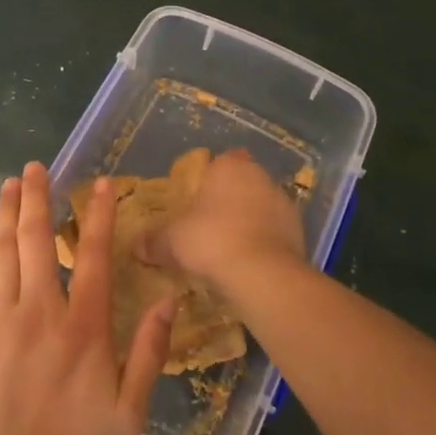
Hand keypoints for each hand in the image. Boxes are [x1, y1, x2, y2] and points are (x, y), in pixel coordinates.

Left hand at [0, 162, 173, 434]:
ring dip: (6, 212)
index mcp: (83, 326)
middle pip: (35, 238)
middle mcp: (39, 310)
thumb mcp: (130, 412)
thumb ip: (149, 352)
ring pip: (2, 250)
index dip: (96, 214)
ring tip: (10, 183)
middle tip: (37, 166)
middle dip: (37, 196)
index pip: (91, 254)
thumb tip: (170, 299)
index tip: (98, 183)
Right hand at [158, 148, 304, 284]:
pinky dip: (266, 240)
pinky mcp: (299, 228)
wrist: (263, 273)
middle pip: (243, 182)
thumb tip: (136, 245)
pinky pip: (276, 230)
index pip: (221, 161)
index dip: (211, 178)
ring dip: (250, 219)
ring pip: (262, 205)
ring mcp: (283, 201)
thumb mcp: (172, 242)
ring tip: (231, 247)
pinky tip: (252, 261)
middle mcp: (259, 175)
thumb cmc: (211, 240)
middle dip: (230, 199)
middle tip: (211, 225)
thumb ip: (154, 241)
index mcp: (229, 166)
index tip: (199, 200)